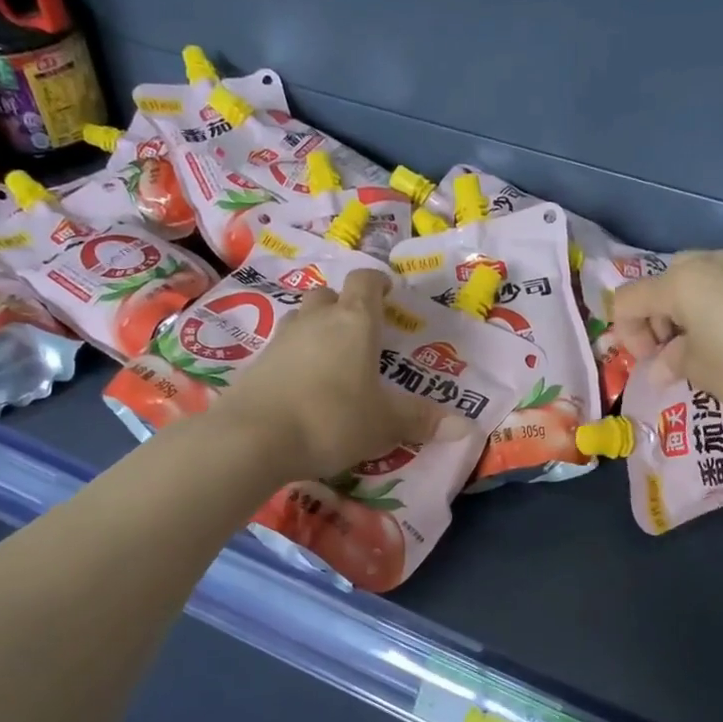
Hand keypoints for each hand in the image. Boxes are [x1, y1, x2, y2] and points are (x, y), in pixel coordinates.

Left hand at [221, 269, 446, 478]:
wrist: (253, 438)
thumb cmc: (332, 419)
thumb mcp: (384, 424)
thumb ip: (422, 421)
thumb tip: (468, 429)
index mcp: (354, 323)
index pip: (365, 283)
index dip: (377, 284)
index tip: (387, 293)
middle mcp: (316, 321)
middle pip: (328, 296)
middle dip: (343, 306)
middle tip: (358, 331)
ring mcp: (281, 339)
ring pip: (301, 319)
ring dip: (316, 329)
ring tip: (331, 359)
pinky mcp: (256, 363)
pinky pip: (282, 349)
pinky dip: (295, 358)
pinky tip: (303, 386)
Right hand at [611, 250, 722, 412]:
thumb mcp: (702, 373)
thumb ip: (673, 363)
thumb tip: (662, 365)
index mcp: (679, 284)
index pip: (627, 301)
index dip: (628, 335)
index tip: (652, 363)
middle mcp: (708, 262)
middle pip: (661, 284)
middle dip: (657, 319)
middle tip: (674, 353)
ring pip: (696, 281)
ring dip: (687, 313)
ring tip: (706, 348)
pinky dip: (717, 308)